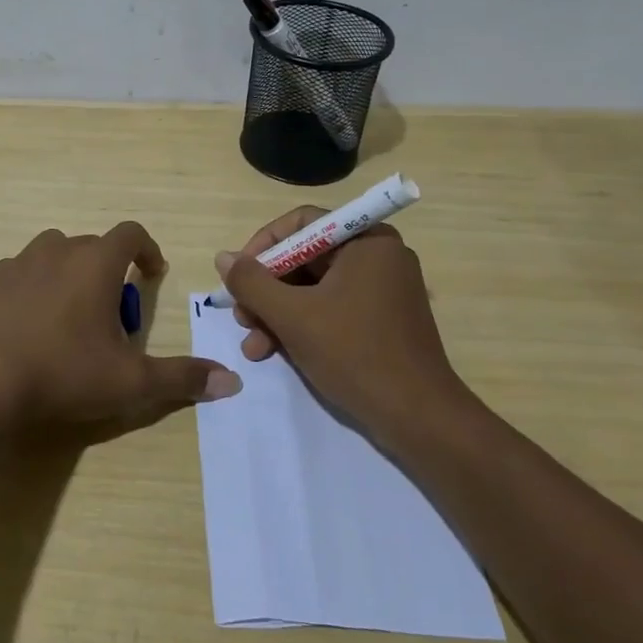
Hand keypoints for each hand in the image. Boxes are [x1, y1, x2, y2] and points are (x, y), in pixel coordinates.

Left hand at [0, 222, 240, 427]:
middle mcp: (58, 250)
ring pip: (53, 254)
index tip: (152, 274)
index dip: (147, 250)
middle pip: (92, 246)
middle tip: (111, 316)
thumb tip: (232, 382)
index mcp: (96, 263)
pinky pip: (19, 274)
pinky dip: (31, 288)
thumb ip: (181, 378)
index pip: (131, 234)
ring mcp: (18, 263)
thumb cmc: (63, 372)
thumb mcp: (130, 382)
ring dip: (68, 273)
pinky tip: (27, 324)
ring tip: (68, 315)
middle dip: (108, 271)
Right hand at [215, 207, 467, 432]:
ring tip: (253, 345)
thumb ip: (252, 283)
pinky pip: (330, 308)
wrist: (419, 419)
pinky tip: (273, 351)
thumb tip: (223, 257)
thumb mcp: (293, 316)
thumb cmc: (355, 354)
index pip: (302, 223)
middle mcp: (377, 256)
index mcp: (367, 241)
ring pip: (313, 288)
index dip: (263, 246)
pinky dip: (301, 325)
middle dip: (267, 289)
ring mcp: (382, 290)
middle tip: (241, 316)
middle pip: (305, 258)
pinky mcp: (381, 320)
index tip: (239, 275)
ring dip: (277, 313)